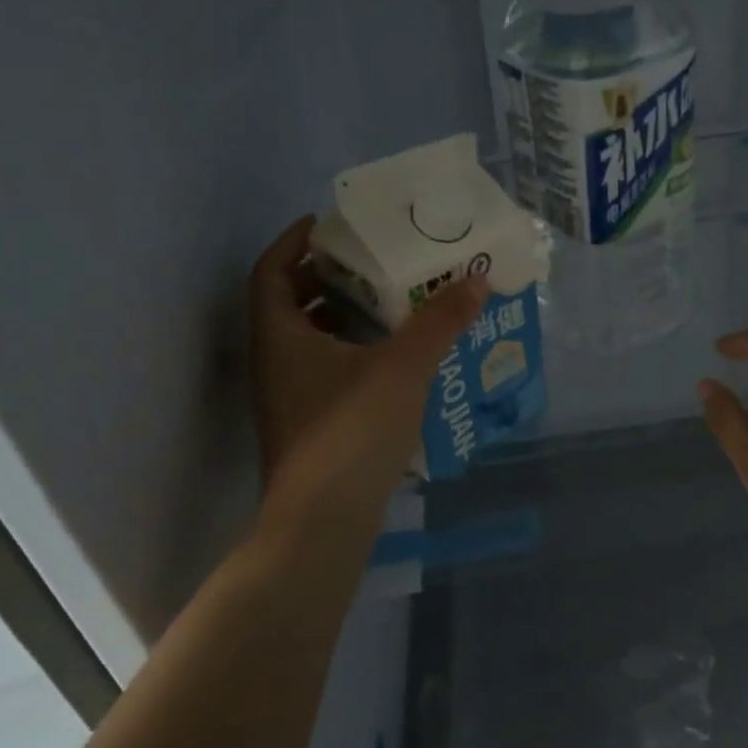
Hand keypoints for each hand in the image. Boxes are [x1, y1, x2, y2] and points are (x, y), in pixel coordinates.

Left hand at [248, 216, 485, 534]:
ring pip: (307, 340)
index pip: (271, 271)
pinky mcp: (308, 426)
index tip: (326, 224)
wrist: (323, 523)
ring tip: (387, 300)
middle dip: (324, 277)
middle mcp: (274, 363)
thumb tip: (477, 278)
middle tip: (368, 259)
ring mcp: (288, 398)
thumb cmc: (351, 431)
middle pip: (288, 303)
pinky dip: (350, 351)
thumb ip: (440, 321)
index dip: (292, 242)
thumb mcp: (402, 367)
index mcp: (280, 337)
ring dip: (340, 315)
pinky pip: (323, 369)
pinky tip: (391, 357)